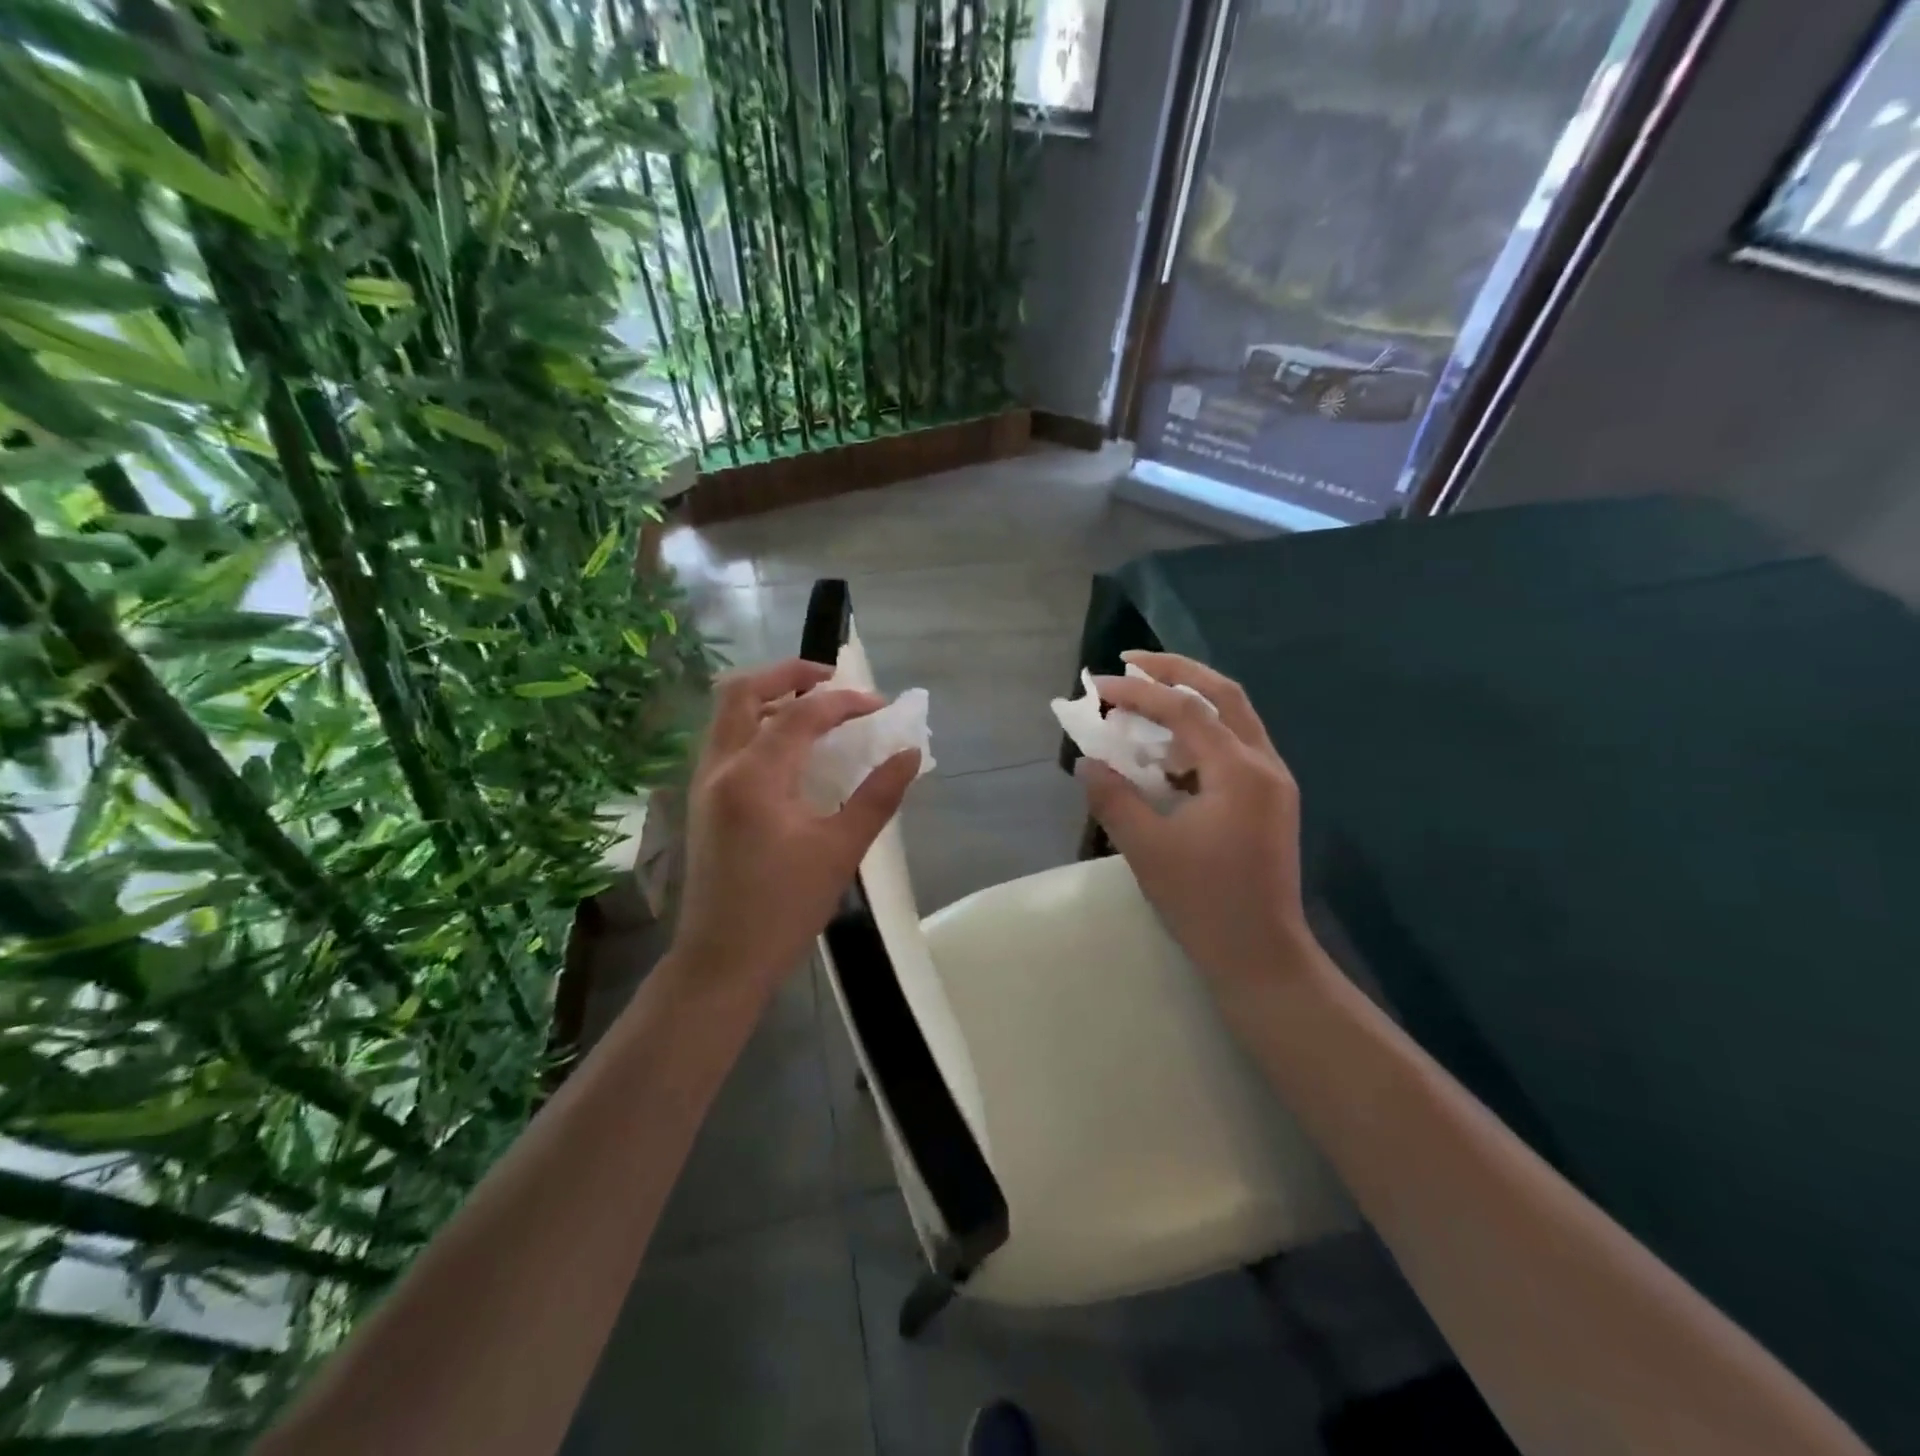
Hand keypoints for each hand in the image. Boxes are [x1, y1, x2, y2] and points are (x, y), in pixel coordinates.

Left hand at [671, 658, 920, 1003]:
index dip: (845, 702)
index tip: (881, 707)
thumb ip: (878, 796)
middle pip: (742, 691)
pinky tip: (790, 750)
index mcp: (754, 776)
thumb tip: (910, 754)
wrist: (722, 962)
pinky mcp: (702, 801)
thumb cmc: (784, 909)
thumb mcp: (840, 851)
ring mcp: (704, 783)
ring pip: (728, 714)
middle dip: (789, 675)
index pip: (802, 715)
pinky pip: (726, 740)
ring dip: (769, 697)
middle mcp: (720, 766)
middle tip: (832, 680)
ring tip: (814, 709)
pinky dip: (757, 725)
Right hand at [1077, 652, 1313, 993]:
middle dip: (1177, 671)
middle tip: (1132, 662)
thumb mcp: (1147, 848)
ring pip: (1234, 718)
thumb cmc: (1204, 903)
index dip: (1138, 692)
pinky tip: (1168, 755)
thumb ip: (1113, 798)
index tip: (1097, 685)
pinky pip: (1234, 748)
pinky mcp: (1269, 801)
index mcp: (1239, 771)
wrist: (1261, 955)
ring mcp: (1272, 783)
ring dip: (1191, 701)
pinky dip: (1200, 736)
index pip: (1185, 710)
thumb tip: (1087, 762)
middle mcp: (1264, 764)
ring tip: (1145, 701)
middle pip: (1224, 694)